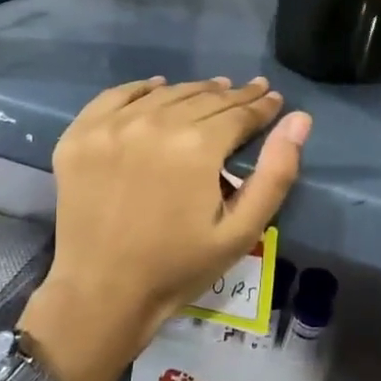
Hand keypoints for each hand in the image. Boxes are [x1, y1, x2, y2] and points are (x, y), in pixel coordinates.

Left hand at [19, 77, 311, 380]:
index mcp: (196, 146)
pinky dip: (141, 88)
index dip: (261, 105)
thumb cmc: (179, 267)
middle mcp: (154, 123)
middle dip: (234, 95)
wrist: (102, 294)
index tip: (274, 98)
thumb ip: (276, 173)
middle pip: (204, 98)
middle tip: (252, 90)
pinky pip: (116, 96)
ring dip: (195, 90)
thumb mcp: (241, 230)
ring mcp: (112, 126)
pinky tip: (157, 86)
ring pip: (166, 94)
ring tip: (215, 88)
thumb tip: (299, 120)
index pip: (239, 113)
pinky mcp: (80, 135)